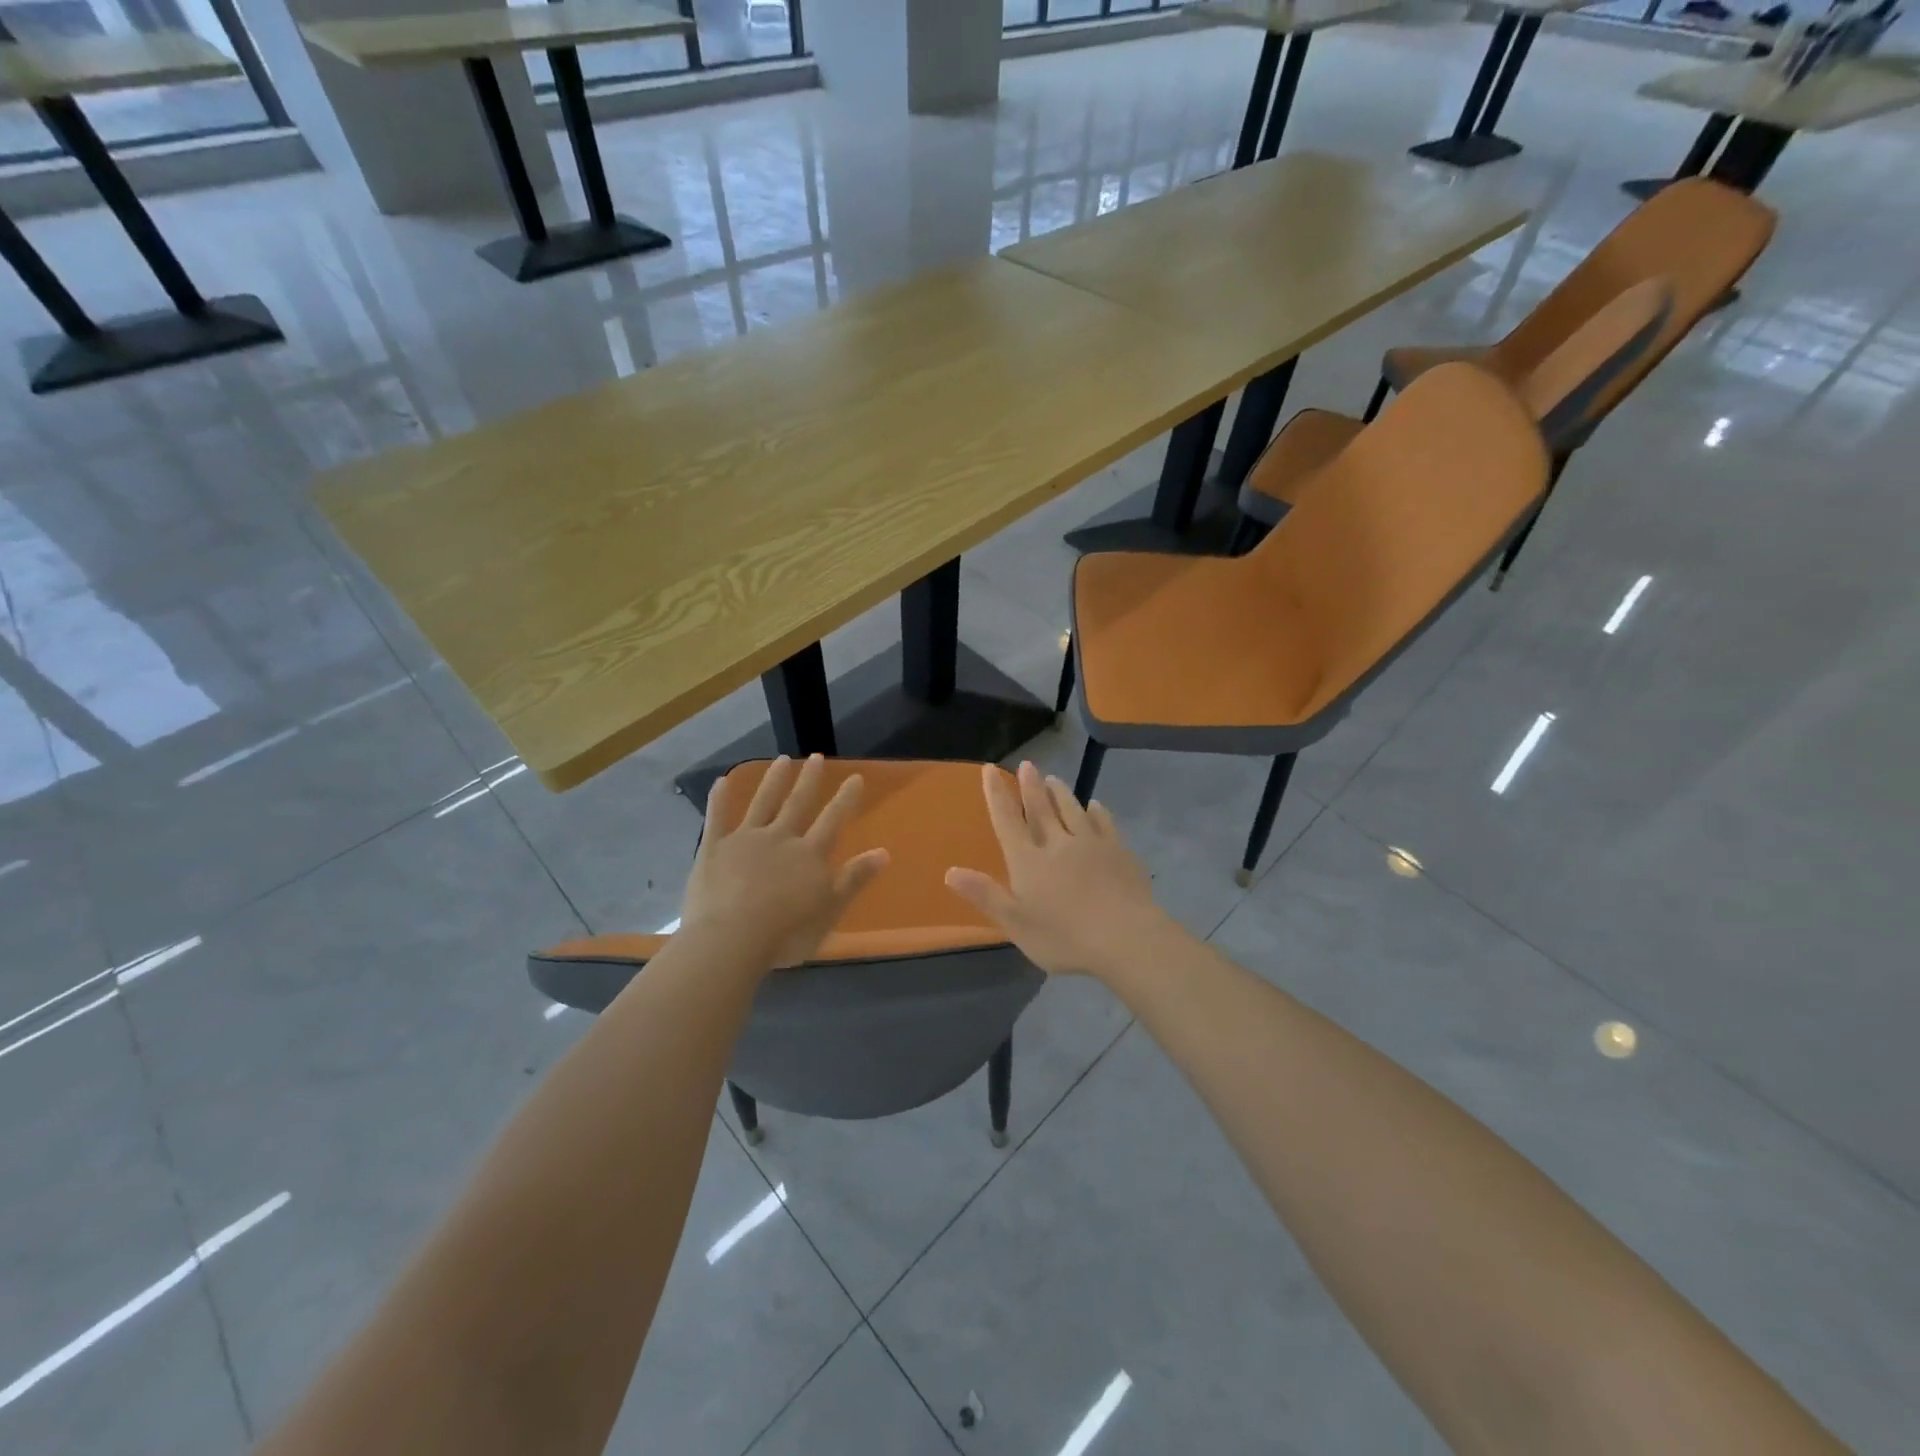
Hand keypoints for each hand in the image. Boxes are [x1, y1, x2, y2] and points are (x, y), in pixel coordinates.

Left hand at [682, 755, 889, 970]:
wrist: (731, 938)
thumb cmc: (786, 933)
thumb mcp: (830, 911)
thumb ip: (854, 879)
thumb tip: (884, 852)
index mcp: (810, 855)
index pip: (833, 820)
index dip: (845, 799)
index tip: (854, 776)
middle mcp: (781, 838)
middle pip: (798, 804)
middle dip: (809, 780)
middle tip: (816, 757)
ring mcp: (746, 839)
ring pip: (762, 803)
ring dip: (773, 780)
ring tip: (783, 760)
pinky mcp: (715, 847)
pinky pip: (718, 817)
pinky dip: (719, 798)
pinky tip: (721, 780)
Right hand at [945, 760, 1180, 978]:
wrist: (1125, 937)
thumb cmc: (1064, 937)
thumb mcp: (1016, 924)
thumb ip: (985, 895)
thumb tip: (950, 871)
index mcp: (1029, 861)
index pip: (1007, 821)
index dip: (997, 794)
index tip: (989, 769)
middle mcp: (1058, 844)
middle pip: (1041, 808)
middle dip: (1031, 786)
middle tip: (1027, 764)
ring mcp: (1091, 844)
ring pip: (1073, 809)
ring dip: (1061, 792)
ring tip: (1054, 779)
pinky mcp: (1119, 851)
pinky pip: (1105, 822)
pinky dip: (1097, 811)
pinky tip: (1095, 805)